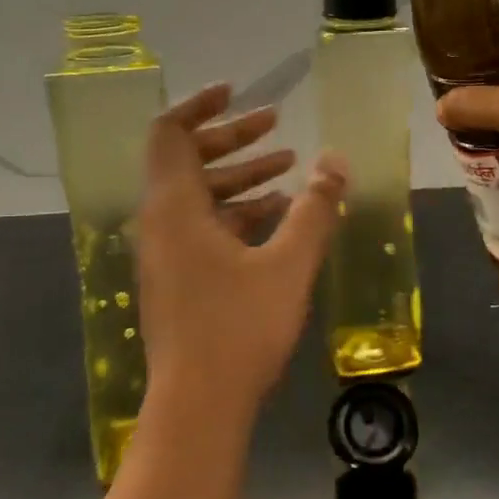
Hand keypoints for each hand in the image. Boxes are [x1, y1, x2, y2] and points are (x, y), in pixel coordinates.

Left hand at [136, 83, 347, 422]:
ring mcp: (166, 252)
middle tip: (275, 123)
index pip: (170, 132)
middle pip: (186, 159)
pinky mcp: (177, 277)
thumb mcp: (288, 264)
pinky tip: (278, 215)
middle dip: (232, 138)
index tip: (237, 92)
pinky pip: (203, 226)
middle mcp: (160, 222)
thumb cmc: (239, 328)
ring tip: (289, 166)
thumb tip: (337, 161)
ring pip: (198, 194)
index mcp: (174, 207)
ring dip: (239, 175)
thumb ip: (315, 209)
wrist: (198, 407)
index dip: (200, 106)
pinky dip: (236, 211)